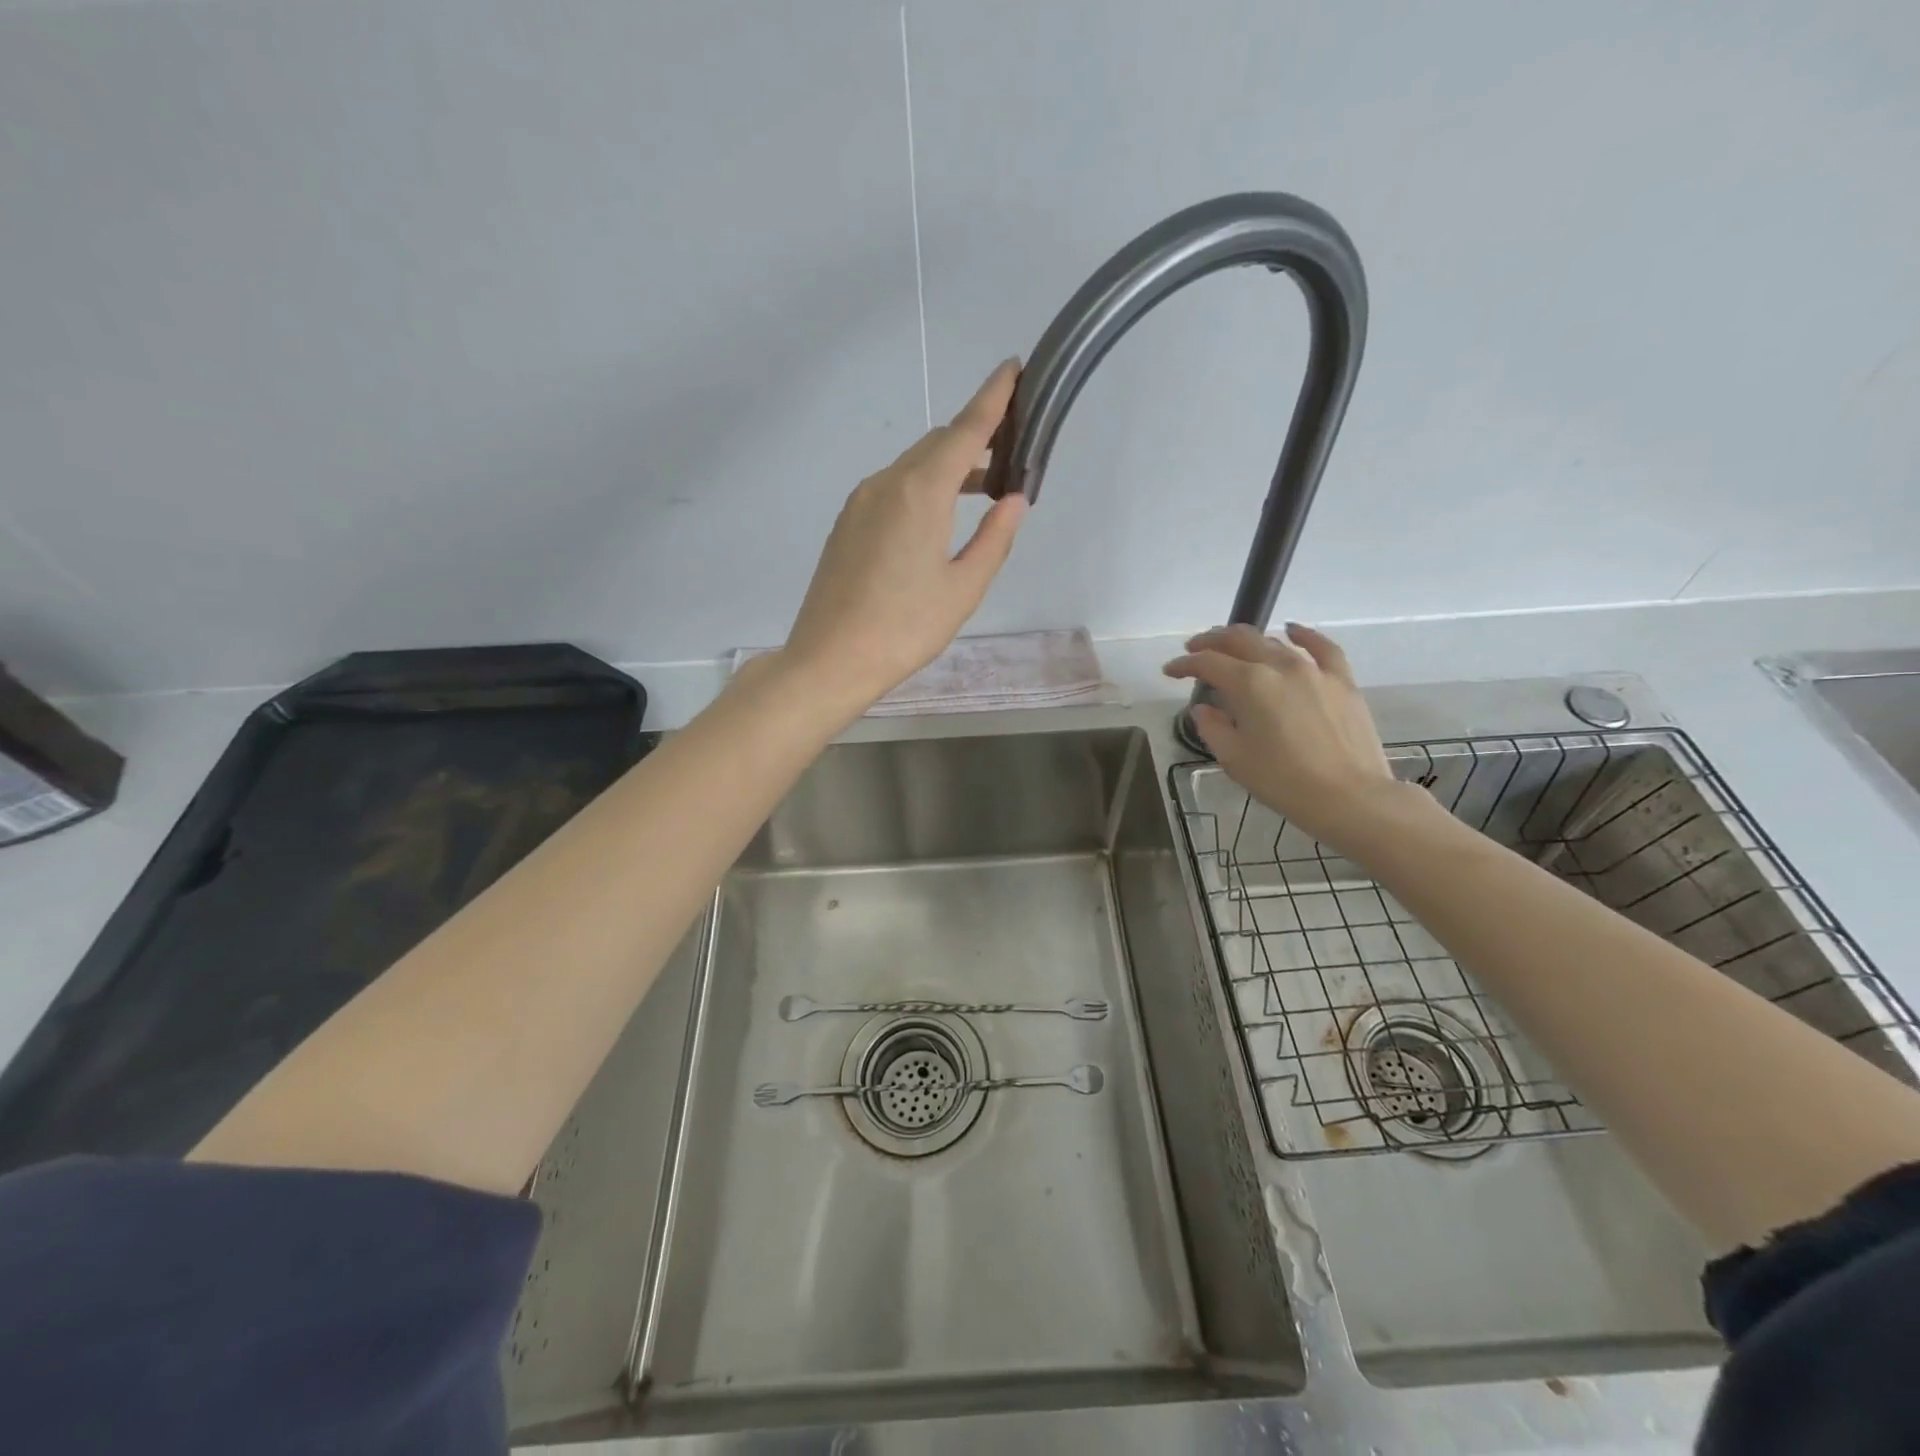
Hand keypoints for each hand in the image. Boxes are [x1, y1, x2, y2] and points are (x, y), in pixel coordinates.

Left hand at [777, 360, 1028, 712]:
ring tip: (982, 488)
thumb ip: (994, 538)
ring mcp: (860, 502)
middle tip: (1010, 451)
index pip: (964, 430)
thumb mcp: (963, 589)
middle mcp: (886, 483)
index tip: (1014, 369)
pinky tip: (937, 517)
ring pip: (912, 466)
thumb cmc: (904, 628)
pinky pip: (892, 488)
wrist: (830, 659)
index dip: (992, 398)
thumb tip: (1014, 499)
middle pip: (937, 444)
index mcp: (920, 492)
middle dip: (974, 437)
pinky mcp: (847, 523)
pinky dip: (922, 486)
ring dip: (948, 466)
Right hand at [1163, 623, 1402, 855]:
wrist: (1349, 797)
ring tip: (1232, 647)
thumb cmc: (1283, 781)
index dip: (1184, 664)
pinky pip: (1322, 648)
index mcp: (1249, 684)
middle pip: (1239, 641)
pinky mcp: (1342, 681)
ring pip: (1274, 642)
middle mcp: (1280, 666)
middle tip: (1194, 649)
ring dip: (1247, 640)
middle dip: (1211, 642)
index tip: (1170, 670)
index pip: (1208, 664)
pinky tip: (1292, 630)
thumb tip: (1204, 709)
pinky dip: (1304, 635)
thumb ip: (1213, 727)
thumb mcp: (1235, 758)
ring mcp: (1314, 670)